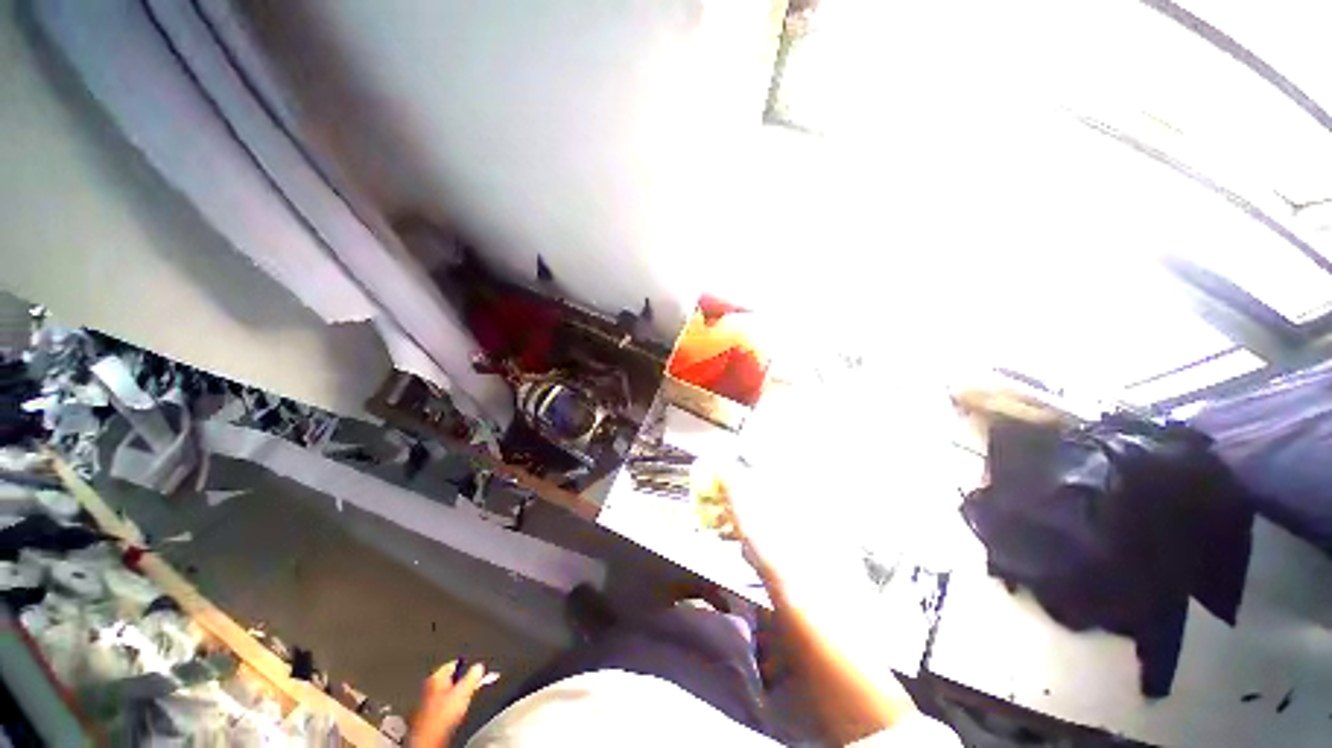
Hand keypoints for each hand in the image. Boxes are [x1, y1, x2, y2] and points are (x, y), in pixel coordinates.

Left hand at [410, 660, 499, 746]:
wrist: (429, 738)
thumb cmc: (443, 714)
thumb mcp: (464, 691)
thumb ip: (473, 676)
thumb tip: (479, 667)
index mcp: (435, 676)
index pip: (453, 664)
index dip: (466, 667)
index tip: (475, 672)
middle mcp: (427, 687)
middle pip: (449, 680)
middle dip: (460, 684)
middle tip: (469, 690)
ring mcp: (424, 702)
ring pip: (445, 694)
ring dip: (455, 698)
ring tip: (461, 705)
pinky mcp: (425, 717)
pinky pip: (441, 707)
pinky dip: (448, 708)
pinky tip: (452, 715)